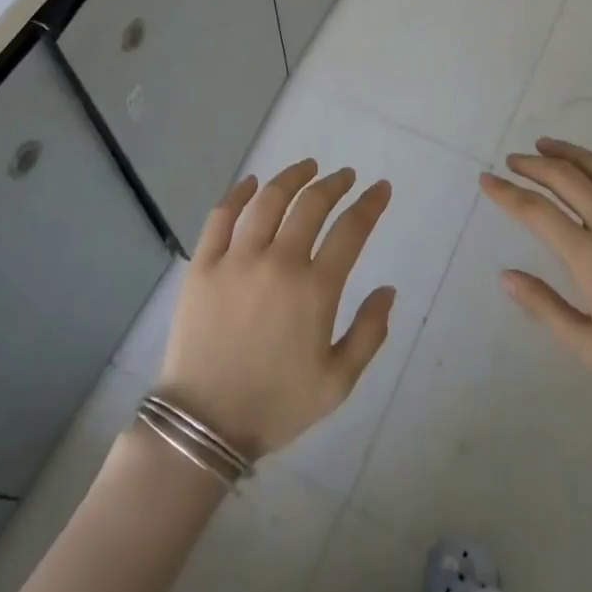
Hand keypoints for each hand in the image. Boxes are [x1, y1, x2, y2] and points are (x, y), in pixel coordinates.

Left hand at [157, 160, 395, 459]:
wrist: (204, 424)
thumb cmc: (277, 405)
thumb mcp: (338, 382)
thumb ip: (369, 333)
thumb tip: (388, 290)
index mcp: (315, 290)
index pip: (351, 230)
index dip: (370, 204)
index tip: (381, 188)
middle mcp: (278, 263)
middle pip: (311, 205)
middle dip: (334, 184)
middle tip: (344, 176)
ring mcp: (236, 260)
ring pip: (268, 200)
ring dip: (292, 177)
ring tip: (307, 167)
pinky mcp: (203, 265)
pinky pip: (221, 216)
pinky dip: (238, 193)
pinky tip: (251, 182)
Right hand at [481, 137, 591, 411]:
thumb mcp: (590, 347)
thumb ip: (544, 307)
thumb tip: (505, 275)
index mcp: (589, 256)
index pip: (535, 211)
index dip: (506, 192)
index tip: (486, 180)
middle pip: (564, 178)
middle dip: (532, 165)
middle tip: (514, 160)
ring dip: (570, 152)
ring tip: (548, 145)